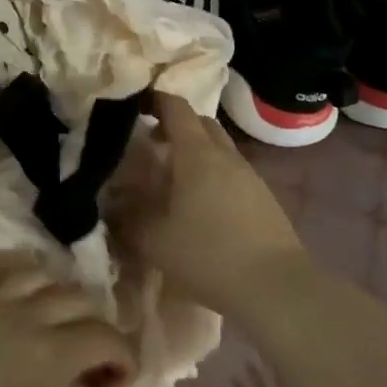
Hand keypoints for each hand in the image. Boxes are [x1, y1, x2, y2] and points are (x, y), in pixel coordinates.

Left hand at [0, 259, 134, 386]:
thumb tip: (114, 386)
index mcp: (52, 354)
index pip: (105, 337)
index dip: (124, 357)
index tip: (121, 379)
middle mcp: (24, 317)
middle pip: (78, 301)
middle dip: (97, 326)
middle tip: (94, 358)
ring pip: (39, 276)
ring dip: (60, 295)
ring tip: (60, 322)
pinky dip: (14, 269)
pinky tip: (25, 285)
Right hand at [109, 93, 309, 315]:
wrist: (275, 286)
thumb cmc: (208, 255)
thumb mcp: (155, 241)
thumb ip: (128, 220)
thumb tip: (111, 206)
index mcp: (197, 154)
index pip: (176, 108)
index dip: (155, 100)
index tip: (135, 106)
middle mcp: (226, 156)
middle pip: (201, 123)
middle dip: (176, 125)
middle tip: (152, 144)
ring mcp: (250, 176)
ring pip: (219, 148)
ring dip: (196, 152)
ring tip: (173, 178)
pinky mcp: (264, 198)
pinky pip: (232, 172)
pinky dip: (213, 174)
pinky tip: (201, 204)